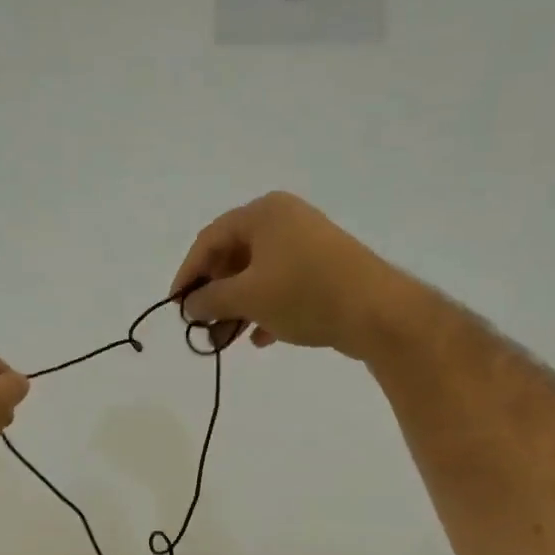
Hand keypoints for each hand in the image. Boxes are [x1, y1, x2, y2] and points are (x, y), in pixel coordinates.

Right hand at [171, 193, 401, 358]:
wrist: (377, 311)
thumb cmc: (304, 293)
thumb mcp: (248, 297)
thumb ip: (210, 299)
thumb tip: (189, 305)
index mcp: (263, 214)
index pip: (209, 240)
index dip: (188, 274)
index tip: (176, 306)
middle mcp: (284, 220)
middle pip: (233, 257)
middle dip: (215, 295)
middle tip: (203, 326)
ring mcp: (306, 244)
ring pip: (257, 276)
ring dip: (237, 308)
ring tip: (225, 340)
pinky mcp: (323, 269)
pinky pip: (281, 286)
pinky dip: (265, 310)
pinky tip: (259, 340)